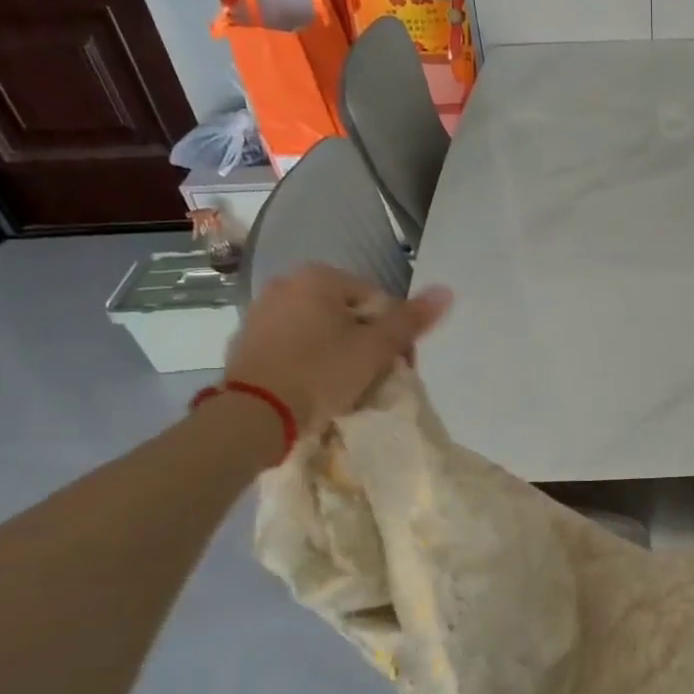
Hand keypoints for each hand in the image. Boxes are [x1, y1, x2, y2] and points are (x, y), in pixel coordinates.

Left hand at [225, 265, 451, 431]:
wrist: (252, 416)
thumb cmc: (320, 373)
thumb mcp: (375, 348)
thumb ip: (411, 320)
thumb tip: (447, 291)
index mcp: (319, 277)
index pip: (379, 302)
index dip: (395, 336)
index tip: (397, 367)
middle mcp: (287, 284)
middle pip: (350, 315)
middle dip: (368, 344)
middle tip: (375, 378)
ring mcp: (262, 312)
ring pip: (322, 330)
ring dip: (342, 353)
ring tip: (348, 387)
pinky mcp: (247, 341)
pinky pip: (295, 345)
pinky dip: (311, 361)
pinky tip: (316, 387)